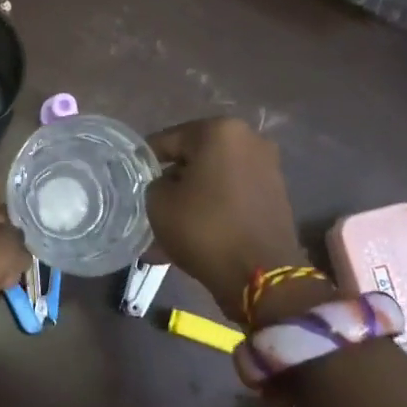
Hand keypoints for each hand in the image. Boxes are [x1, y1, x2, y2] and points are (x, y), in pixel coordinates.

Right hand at [146, 118, 306, 318]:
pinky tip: (193, 236)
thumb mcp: (158, 202)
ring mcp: (267, 168)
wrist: (262, 275)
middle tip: (151, 205)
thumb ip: (154, 183)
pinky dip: (214, 210)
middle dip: (173, 181)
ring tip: (169, 228)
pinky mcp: (275, 196)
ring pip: (214, 180)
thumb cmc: (205, 228)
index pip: (168, 140)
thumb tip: (166, 184)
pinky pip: (233, 196)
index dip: (145, 161)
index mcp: (219, 130)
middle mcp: (248, 140)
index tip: (131, 180)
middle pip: (195, 158)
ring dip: (193, 199)